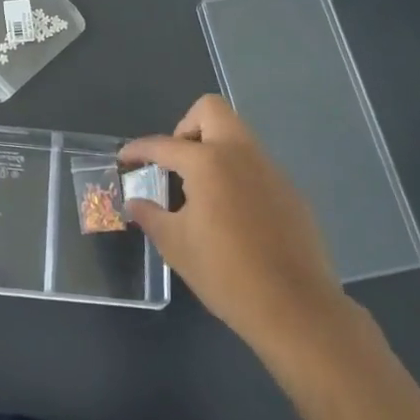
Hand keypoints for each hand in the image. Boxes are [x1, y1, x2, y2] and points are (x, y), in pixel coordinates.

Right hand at [122, 95, 353, 355]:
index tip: (124, 159)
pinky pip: (256, 166)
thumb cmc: (225, 273)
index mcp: (208, 162)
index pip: (163, 144)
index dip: (138, 150)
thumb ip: (151, 216)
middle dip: (186, 127)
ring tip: (200, 191)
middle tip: (175, 163)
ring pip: (237, 136)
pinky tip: (232, 214)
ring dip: (214, 150)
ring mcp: (271, 170)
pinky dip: (236, 175)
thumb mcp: (176, 245)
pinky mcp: (290, 192)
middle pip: (211, 111)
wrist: (295, 308)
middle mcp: (241, 154)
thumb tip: (135, 203)